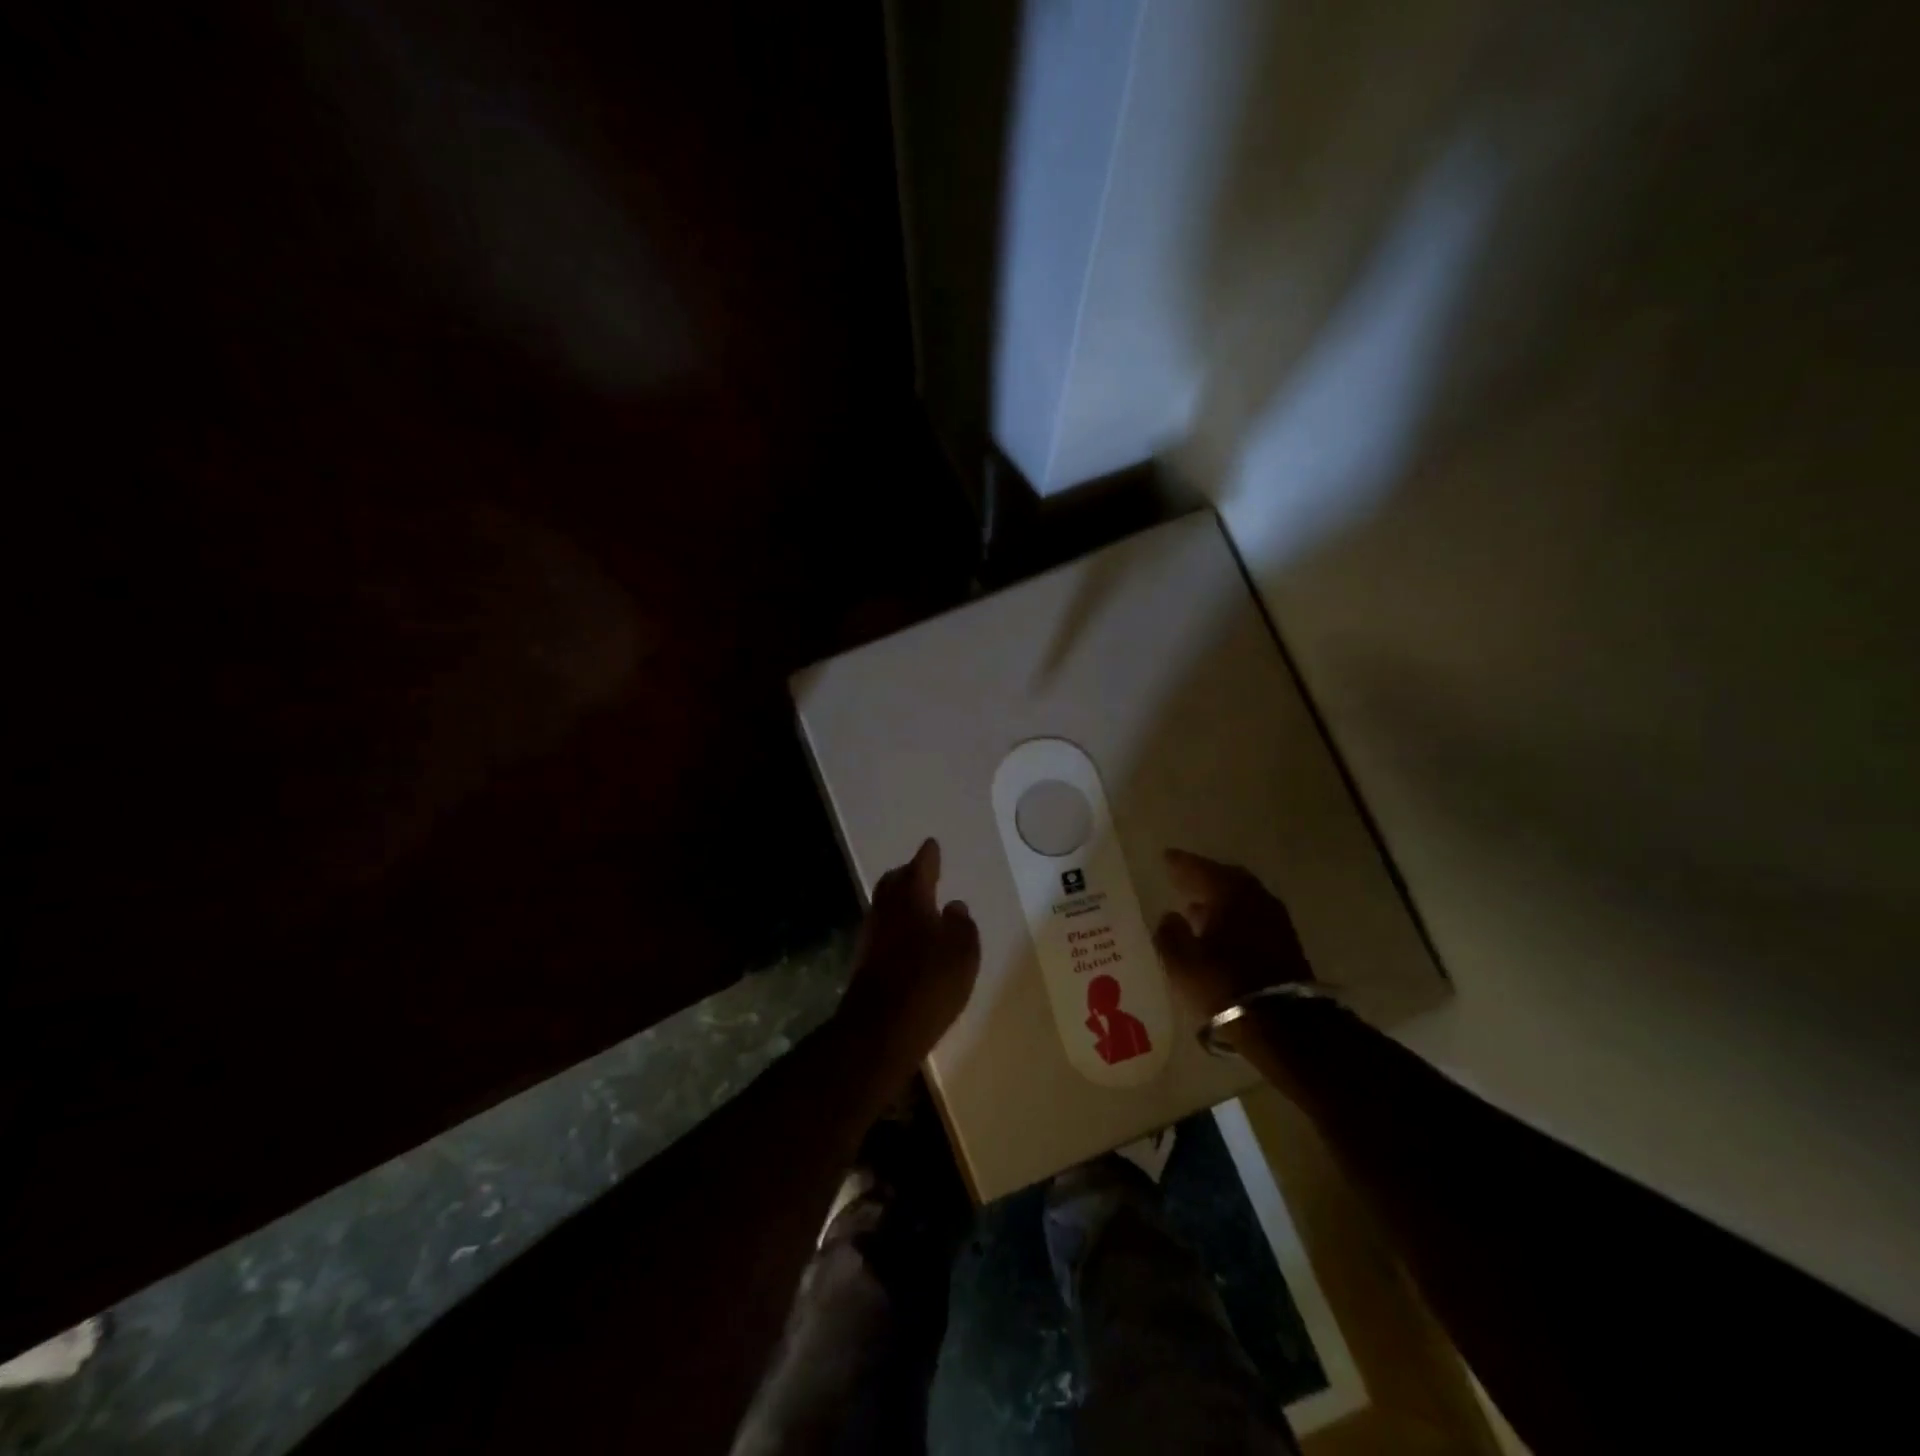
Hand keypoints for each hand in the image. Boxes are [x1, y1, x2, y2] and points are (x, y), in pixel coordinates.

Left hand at [838, 838, 980, 1069]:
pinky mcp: (864, 963)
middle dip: (906, 874)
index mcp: (912, 899)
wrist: (879, 1031)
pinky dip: (894, 925)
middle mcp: (887, 911)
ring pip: (884, 906)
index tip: (932, 845)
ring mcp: (871, 937)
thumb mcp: (963, 953)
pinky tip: (906, 938)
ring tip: (915, 902)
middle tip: (919, 871)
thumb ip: (962, 925)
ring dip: (898, 900)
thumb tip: (955, 906)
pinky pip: (882, 930)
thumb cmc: (929, 984)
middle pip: (893, 883)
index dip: (928, 857)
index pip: (920, 868)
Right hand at [1152, 848, 1312, 1017]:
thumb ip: (1170, 933)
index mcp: (1229, 892)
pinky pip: (1253, 916)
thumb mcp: (1182, 962)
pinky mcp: (1286, 942)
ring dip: (1221, 899)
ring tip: (1199, 908)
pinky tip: (1222, 931)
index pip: (1199, 868)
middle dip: (1204, 878)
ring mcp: (1275, 919)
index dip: (1180, 863)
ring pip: (1242, 898)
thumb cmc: (1224, 984)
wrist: (1283, 1023)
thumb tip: (1169, 916)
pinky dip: (1236, 916)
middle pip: (1226, 878)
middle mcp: (1255, 897)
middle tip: (1184, 879)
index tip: (1166, 857)